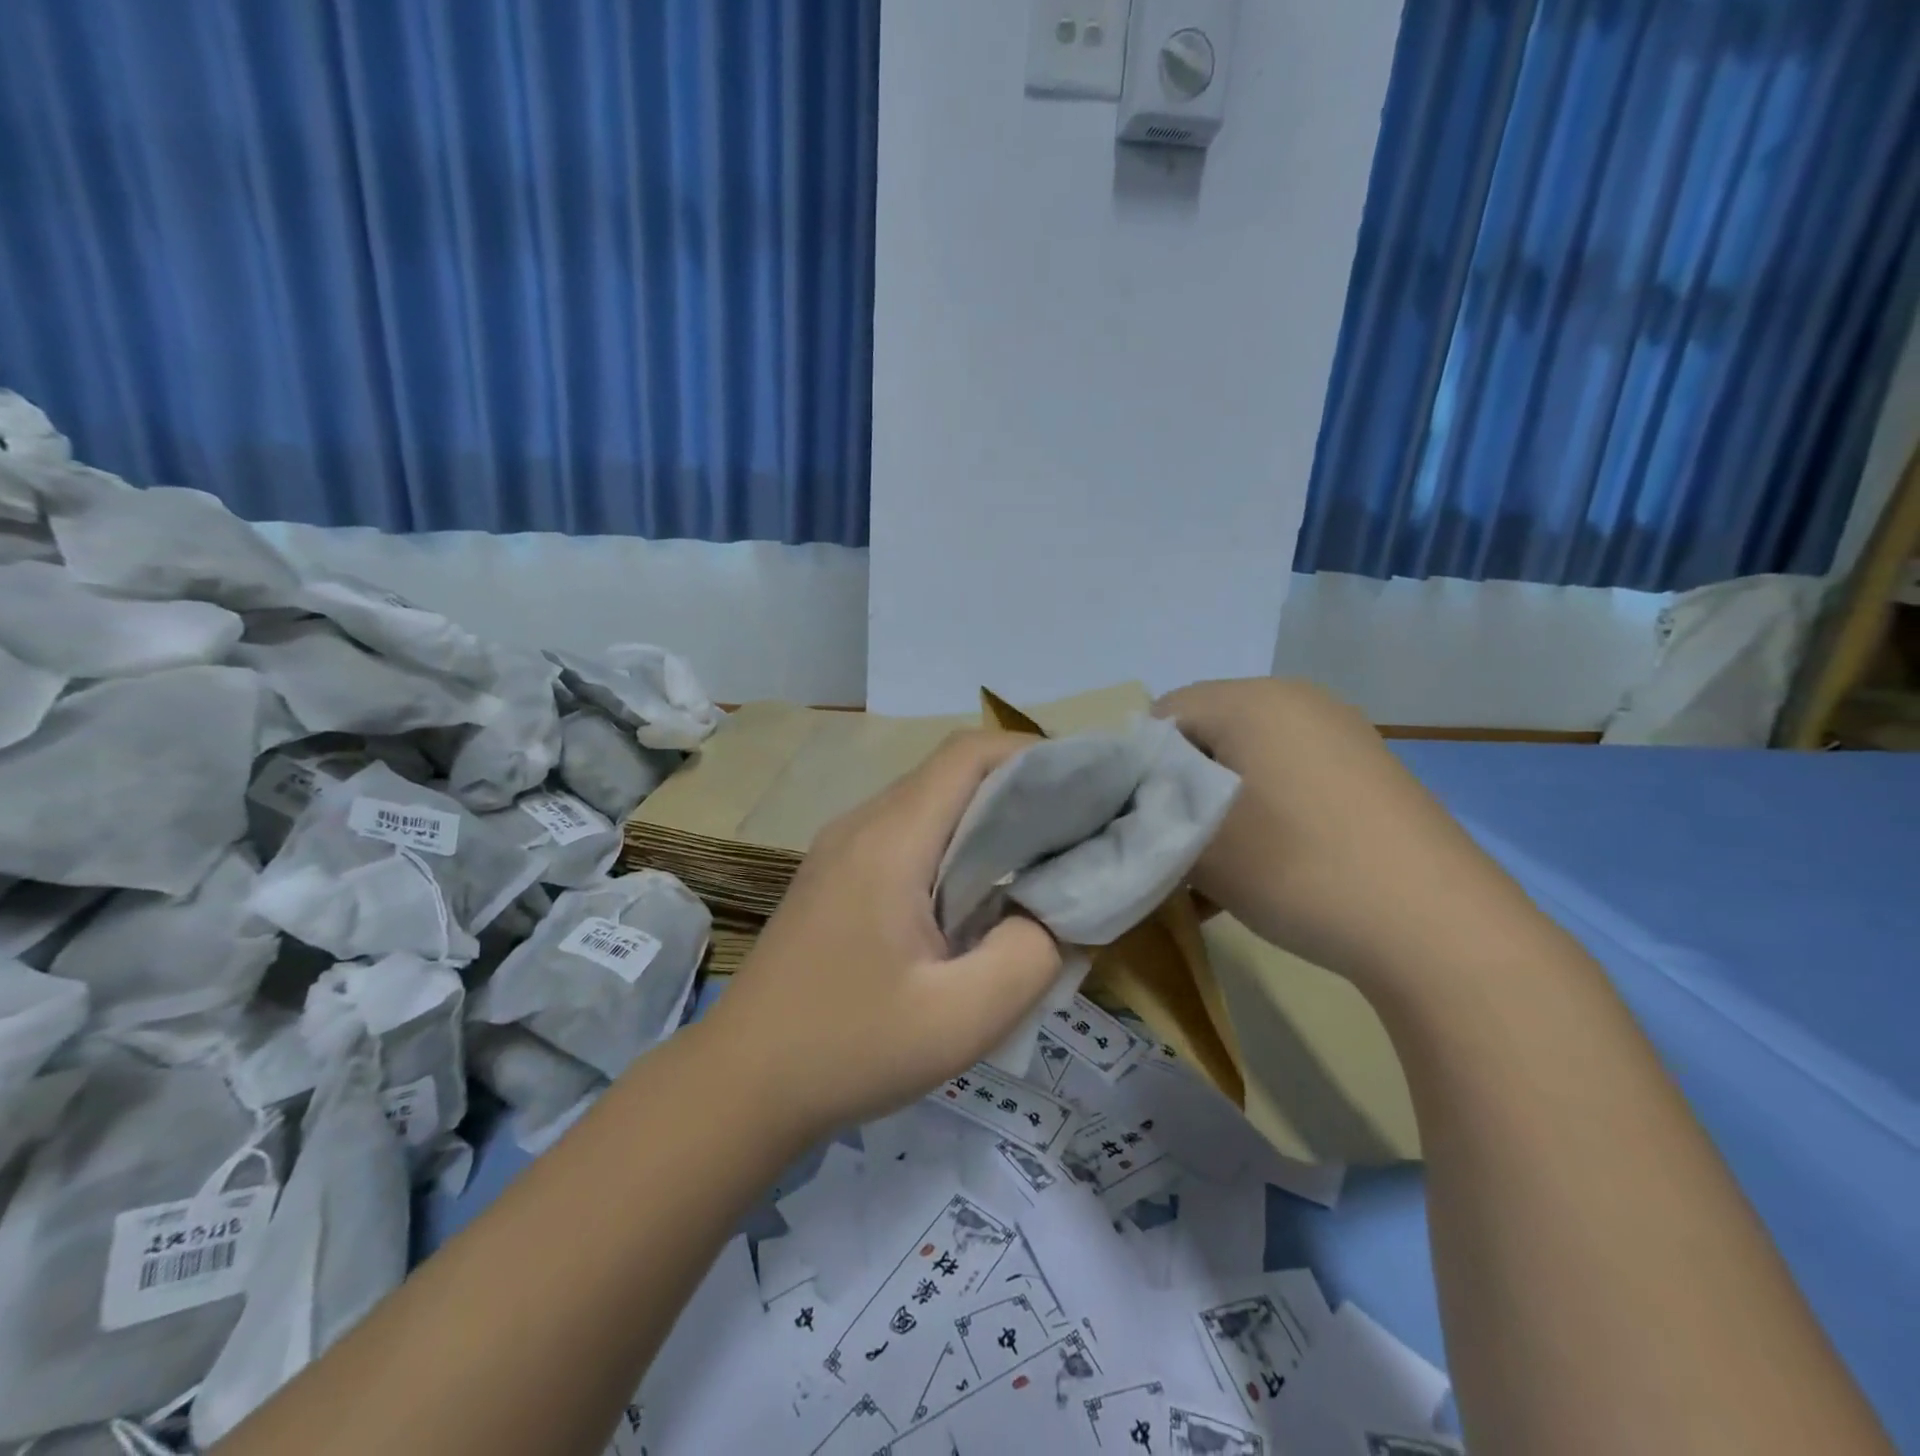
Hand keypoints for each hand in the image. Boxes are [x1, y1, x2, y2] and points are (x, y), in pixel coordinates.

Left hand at [707, 730, 1064, 1136]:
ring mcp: (842, 848)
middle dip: (1021, 786)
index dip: (1033, 754)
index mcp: (890, 840)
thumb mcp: (961, 1020)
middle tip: (1078, 827)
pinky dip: (955, 844)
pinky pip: (907, 835)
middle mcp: (862, 825)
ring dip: (987, 818)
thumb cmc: (849, 1049)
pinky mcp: (836, 876)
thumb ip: (1031, 955)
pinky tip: (978, 895)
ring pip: (929, 803)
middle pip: (951, 774)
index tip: (1086, 786)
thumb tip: (1056, 910)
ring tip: (1040, 858)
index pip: (968, 755)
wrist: (741, 1084)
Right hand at [1155, 678, 1529, 992]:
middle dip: (1177, 791)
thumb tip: (1137, 803)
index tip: (1134, 824)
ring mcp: (1340, 735)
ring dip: (1217, 811)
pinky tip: (1256, 873)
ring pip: (1246, 764)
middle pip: (1205, 737)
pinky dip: (1260, 817)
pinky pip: (1289, 782)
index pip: (1162, 716)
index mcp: (1252, 699)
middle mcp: (1297, 701)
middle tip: (1169, 848)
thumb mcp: (1197, 843)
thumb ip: (1147, 812)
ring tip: (1211, 873)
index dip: (1135, 769)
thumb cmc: (1297, 867)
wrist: (1437, 927)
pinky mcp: (1367, 773)